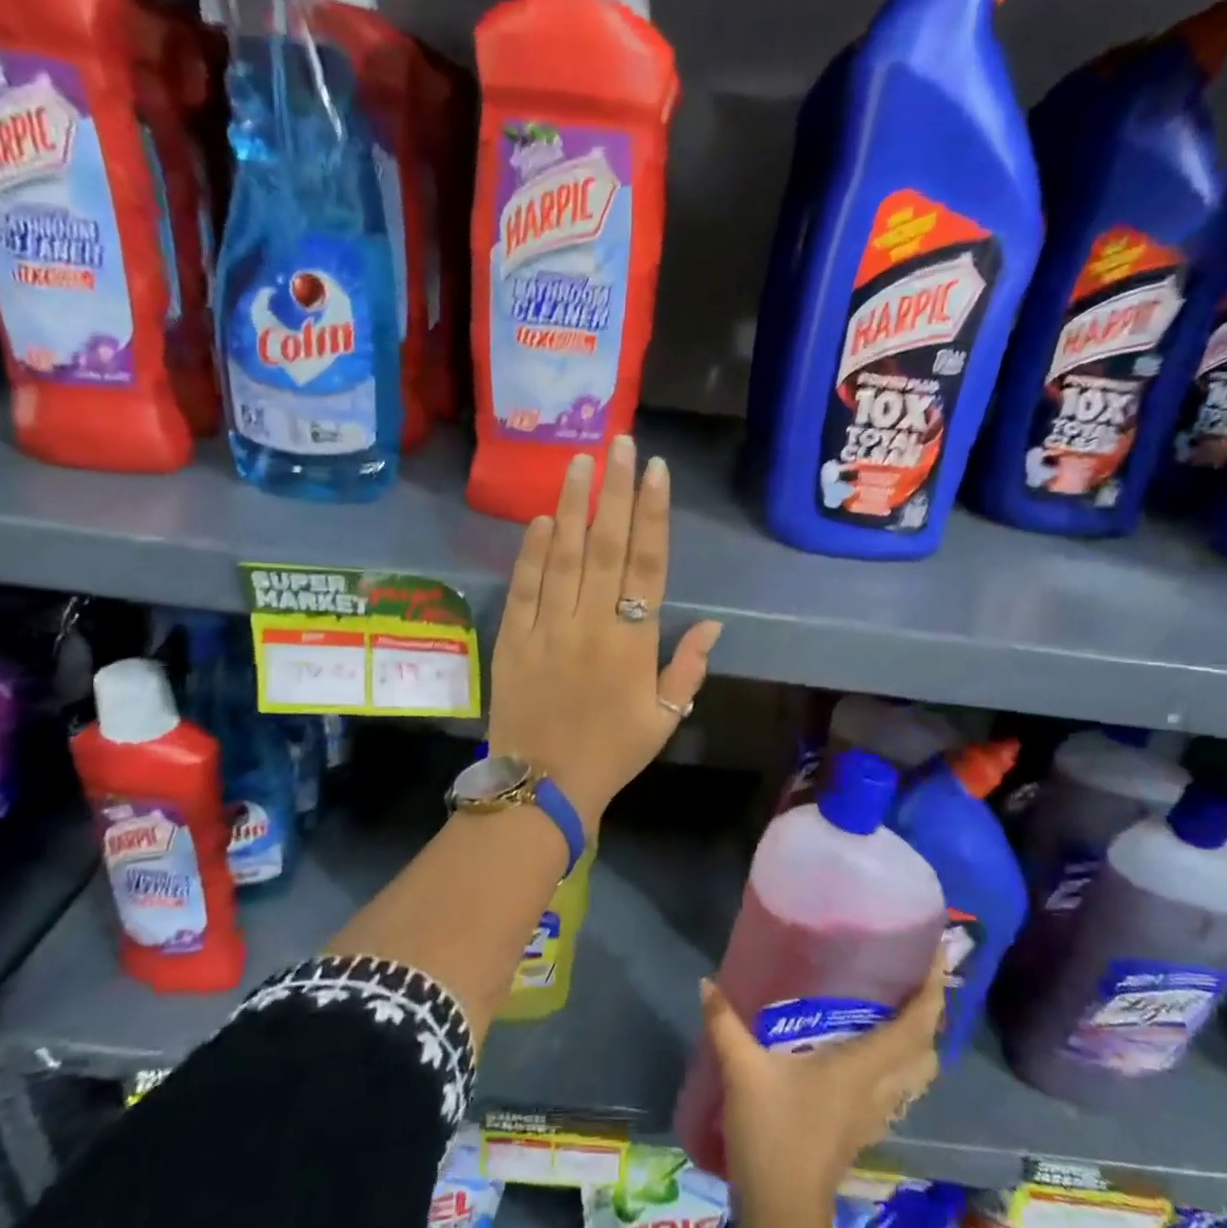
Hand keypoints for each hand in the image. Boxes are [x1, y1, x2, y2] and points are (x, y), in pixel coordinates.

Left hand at [486, 437, 721, 834]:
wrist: (543, 785)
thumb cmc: (611, 753)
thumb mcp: (665, 717)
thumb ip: (688, 667)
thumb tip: (713, 624)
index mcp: (633, 643)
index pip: (647, 566)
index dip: (652, 515)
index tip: (655, 471)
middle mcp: (591, 625)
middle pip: (605, 547)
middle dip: (615, 492)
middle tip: (619, 442)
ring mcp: (548, 629)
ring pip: (561, 557)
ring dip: (571, 507)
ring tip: (579, 463)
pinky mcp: (513, 638)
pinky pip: (523, 587)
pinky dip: (530, 552)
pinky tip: (539, 520)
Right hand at [700, 954, 945, 1227]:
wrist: (782, 1214)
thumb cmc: (772, 1134)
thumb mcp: (742, 1070)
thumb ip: (724, 1022)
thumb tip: (706, 981)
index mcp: (862, 1067)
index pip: (916, 1027)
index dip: (931, 991)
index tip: (933, 955)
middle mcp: (879, 1087)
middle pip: (926, 1050)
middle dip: (928, 1013)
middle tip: (907, 976)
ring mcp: (875, 1112)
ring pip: (915, 1074)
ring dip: (916, 1040)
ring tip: (892, 1006)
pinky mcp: (863, 1128)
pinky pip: (896, 1088)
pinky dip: (896, 1063)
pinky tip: (866, 1049)